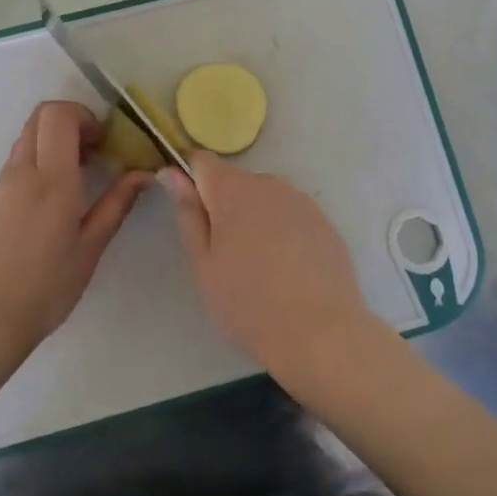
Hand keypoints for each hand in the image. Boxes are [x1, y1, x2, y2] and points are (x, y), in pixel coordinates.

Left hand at [0, 101, 152, 351]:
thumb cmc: (47, 286)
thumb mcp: (91, 247)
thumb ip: (117, 203)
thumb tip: (143, 173)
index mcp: (52, 179)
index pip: (59, 115)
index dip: (85, 116)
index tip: (104, 142)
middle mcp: (23, 171)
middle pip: (40, 116)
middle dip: (71, 121)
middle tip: (94, 151)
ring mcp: (2, 182)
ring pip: (27, 136)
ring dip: (54, 140)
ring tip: (78, 175)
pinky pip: (18, 159)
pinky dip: (40, 158)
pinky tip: (56, 195)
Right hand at [160, 153, 387, 393]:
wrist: (322, 334)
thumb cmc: (249, 303)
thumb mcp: (204, 264)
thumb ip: (188, 214)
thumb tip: (172, 172)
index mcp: (233, 190)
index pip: (202, 161)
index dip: (190, 179)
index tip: (190, 212)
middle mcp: (269, 184)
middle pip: (235, 182)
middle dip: (224, 206)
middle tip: (224, 254)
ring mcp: (301, 201)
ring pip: (264, 199)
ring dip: (254, 218)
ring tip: (258, 266)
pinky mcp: (324, 222)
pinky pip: (290, 215)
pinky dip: (282, 231)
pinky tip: (287, 270)